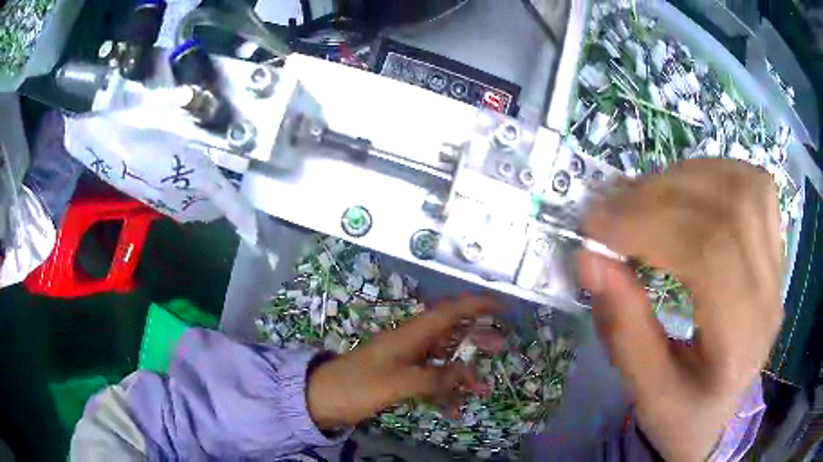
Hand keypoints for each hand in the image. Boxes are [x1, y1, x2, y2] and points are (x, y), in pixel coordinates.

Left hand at [306, 295, 502, 429]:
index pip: (449, 312)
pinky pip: (429, 381)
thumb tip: (469, 374)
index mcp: (410, 335)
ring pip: (442, 360)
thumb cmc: (357, 386)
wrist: (322, 398)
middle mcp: (411, 343)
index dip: (476, 305)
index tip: (501, 306)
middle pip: (450, 333)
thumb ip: (434, 378)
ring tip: (484, 386)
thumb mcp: (397, 383)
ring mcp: (405, 361)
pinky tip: (454, 409)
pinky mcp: (399, 378)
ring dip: (463, 371)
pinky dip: (444, 392)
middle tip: (501, 345)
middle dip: (476, 337)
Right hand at [576, 159, 783, 460]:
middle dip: (660, 197)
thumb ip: (622, 328)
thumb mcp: (645, 392)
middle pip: (729, 210)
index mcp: (741, 345)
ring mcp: (777, 266)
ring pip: (744, 186)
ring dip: (685, 178)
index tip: (596, 228)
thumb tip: (590, 258)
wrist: (720, 411)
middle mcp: (769, 297)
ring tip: (642, 197)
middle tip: (609, 209)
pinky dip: (713, 173)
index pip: (710, 256)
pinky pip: (753, 184)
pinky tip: (684, 189)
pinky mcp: (774, 247)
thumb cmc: (683, 413)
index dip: (651, 227)